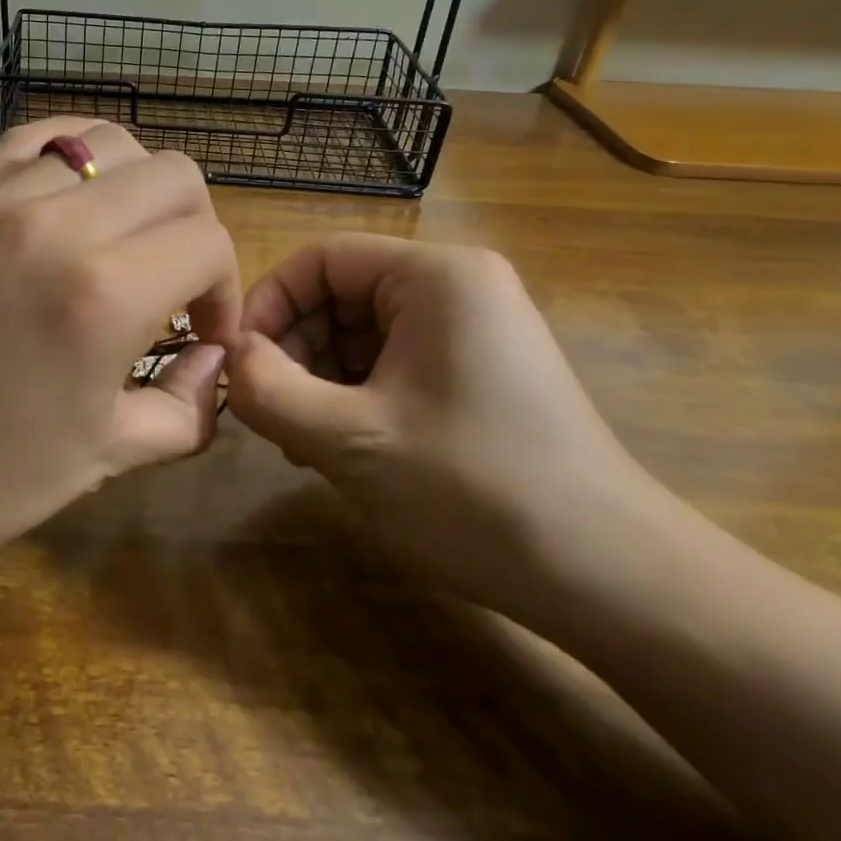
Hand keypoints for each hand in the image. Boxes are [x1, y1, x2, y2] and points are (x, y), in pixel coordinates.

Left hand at [0, 117, 238, 591]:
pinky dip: (75, 157)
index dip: (224, 291)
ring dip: (138, 192)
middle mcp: (57, 224)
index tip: (204, 336)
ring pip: (110, 143)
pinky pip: (36, 140)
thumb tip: (214, 361)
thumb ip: (185, 407)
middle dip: (194, 231)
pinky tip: (75, 199)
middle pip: (175, 175)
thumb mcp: (105, 457)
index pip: (207, 243)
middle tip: (174, 288)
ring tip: (122, 245)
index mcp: (102, 294)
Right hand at [225, 234, 665, 621]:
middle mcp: (458, 286)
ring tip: (298, 440)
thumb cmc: (473, 491)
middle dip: (293, 349)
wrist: (611, 581)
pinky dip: (353, 395)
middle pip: (340, 294)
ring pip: (360, 333)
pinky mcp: (479, 370)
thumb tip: (229, 359)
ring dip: (317, 378)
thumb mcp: (349, 440)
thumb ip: (267, 390)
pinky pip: (392, 362)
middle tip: (266, 412)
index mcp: (436, 276)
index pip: (321, 259)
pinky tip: (338, 446)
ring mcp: (473, 329)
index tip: (236, 363)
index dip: (268, 305)